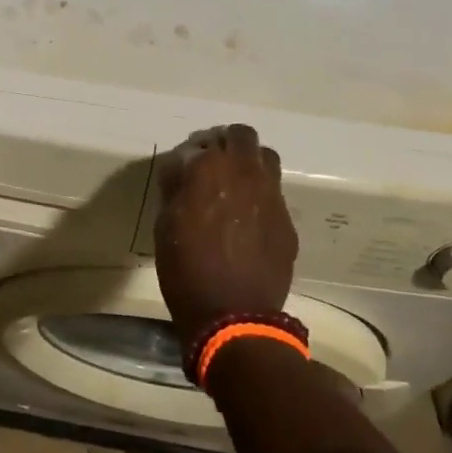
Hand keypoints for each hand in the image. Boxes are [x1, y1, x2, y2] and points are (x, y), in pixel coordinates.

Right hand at [153, 124, 297, 351]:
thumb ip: (175, 188)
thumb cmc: (186, 269)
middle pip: (242, 136)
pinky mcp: (287, 221)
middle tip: (213, 165)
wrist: (232, 315)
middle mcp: (246, 173)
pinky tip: (248, 222)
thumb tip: (181, 169)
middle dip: (227, 144)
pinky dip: (261, 197)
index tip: (183, 168)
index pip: (203, 141)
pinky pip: (275, 195)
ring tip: (235, 186)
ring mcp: (272, 196)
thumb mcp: (165, 225)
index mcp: (210, 169)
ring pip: (267, 159)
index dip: (191, 153)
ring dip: (250, 164)